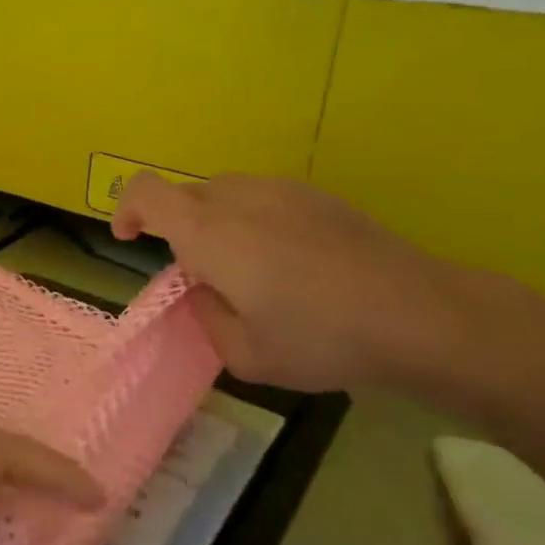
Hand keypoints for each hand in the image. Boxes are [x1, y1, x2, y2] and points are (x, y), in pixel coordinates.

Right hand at [111, 172, 469, 393]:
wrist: (418, 314)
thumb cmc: (319, 338)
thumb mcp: (243, 354)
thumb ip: (206, 316)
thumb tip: (205, 290)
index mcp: (209, 232)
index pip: (145, 192)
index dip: (125, 209)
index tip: (129, 240)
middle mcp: (239, 197)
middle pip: (185, 194)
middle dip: (174, 228)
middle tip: (199, 277)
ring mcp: (283, 190)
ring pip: (224, 192)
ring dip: (214, 223)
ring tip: (245, 271)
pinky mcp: (318, 196)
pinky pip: (262, 197)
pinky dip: (251, 221)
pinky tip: (287, 262)